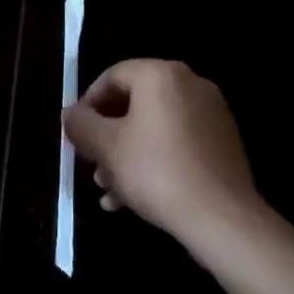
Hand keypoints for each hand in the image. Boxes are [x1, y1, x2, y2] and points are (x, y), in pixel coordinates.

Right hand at [62, 59, 259, 241]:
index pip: (112, 76)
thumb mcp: (107, 147)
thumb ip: (82, 125)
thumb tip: (70, 114)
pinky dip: (155, 159)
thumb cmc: (156, 172)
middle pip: (134, 102)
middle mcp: (189, 83)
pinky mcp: (223, 141)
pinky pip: (178, 141)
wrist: (222, 218)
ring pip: (155, 126)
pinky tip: (136, 196)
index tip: (76, 133)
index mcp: (160, 74)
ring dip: (127, 153)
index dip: (87, 104)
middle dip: (108, 135)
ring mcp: (211, 112)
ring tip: (109, 189)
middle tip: (92, 163)